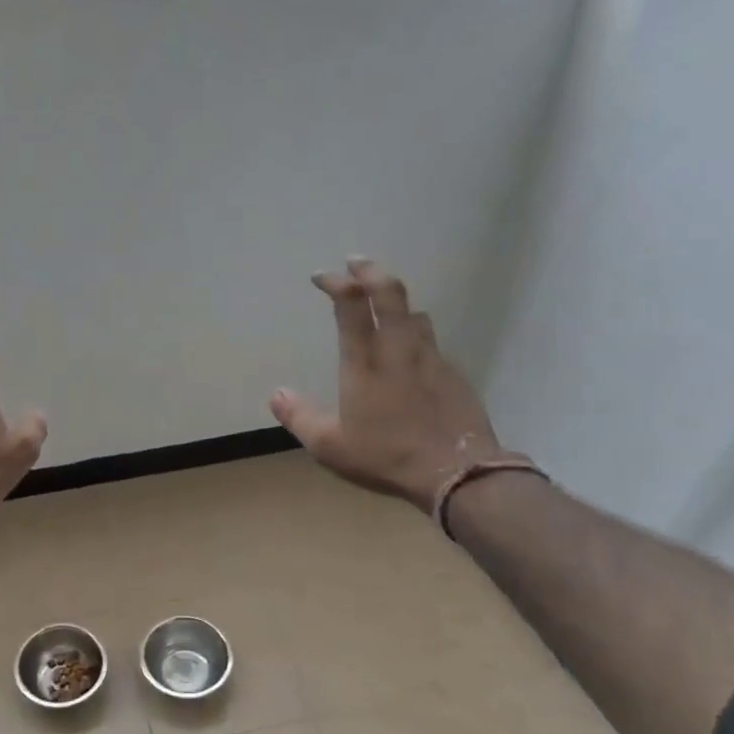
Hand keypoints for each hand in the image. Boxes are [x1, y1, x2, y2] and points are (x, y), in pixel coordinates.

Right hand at [269, 258, 497, 513]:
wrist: (456, 471)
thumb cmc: (386, 456)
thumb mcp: (330, 446)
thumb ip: (299, 418)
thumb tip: (276, 394)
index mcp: (364, 362)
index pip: (351, 306)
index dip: (336, 283)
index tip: (322, 276)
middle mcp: (398, 349)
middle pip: (389, 293)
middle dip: (369, 271)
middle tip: (355, 262)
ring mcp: (431, 358)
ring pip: (415, 314)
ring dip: (397, 303)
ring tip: (385, 307)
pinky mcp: (453, 373)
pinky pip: (431, 341)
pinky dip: (415, 334)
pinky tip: (411, 354)